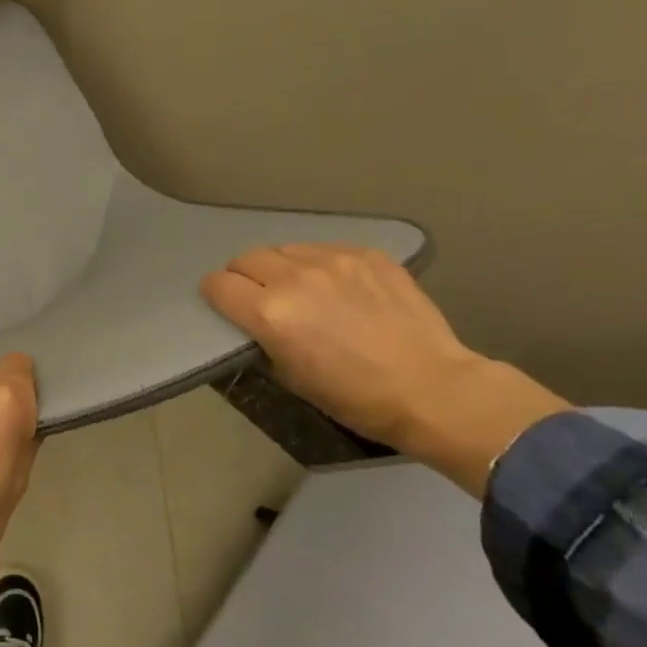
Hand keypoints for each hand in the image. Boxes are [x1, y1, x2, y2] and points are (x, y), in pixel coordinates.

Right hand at [200, 245, 567, 495]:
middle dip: (243, 277)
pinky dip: (317, 264)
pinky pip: (324, 249)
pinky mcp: (367, 255)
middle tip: (258, 297)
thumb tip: (254, 320)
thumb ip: (261, 337)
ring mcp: (334, 261)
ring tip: (299, 289)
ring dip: (279, 268)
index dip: (216, 295)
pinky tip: (337, 288)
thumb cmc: (352, 397)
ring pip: (284, 249)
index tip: (225, 306)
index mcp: (270, 313)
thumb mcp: (287, 375)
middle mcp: (295, 278)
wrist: (431, 388)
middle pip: (246, 259)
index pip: (217, 284)